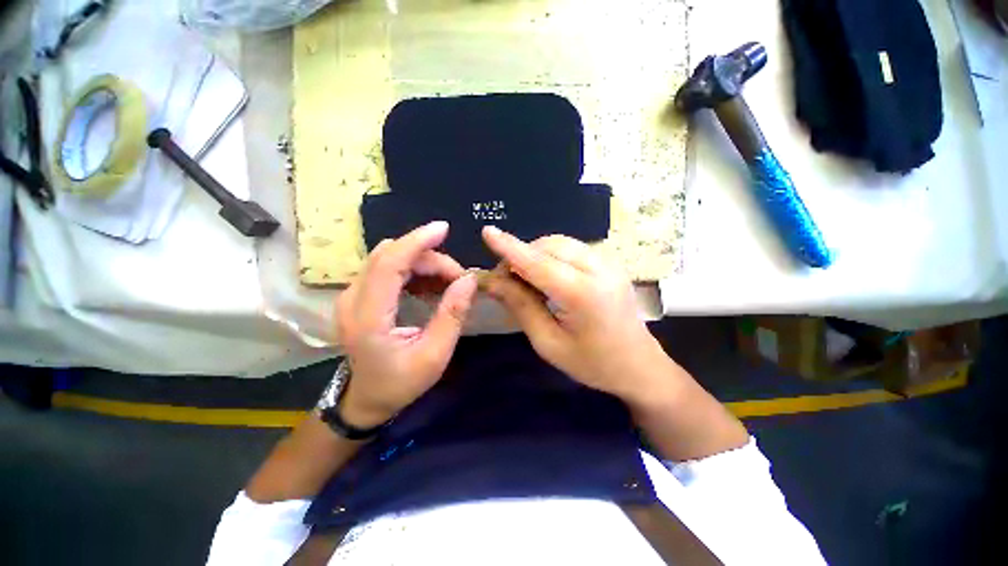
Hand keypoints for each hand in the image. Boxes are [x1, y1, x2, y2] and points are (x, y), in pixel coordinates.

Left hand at [336, 222, 477, 427]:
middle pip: (390, 256)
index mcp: (368, 318)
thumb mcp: (434, 356)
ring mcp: (351, 295)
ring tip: (448, 282)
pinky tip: (431, 285)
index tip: (443, 229)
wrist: (367, 399)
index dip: (416, 242)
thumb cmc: (400, 383)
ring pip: (388, 258)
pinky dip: (413, 270)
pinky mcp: (359, 295)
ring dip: (422, 262)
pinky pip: (387, 268)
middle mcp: (352, 299)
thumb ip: (452, 316)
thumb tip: (469, 280)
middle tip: (458, 278)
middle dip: (428, 257)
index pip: (388, 264)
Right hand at [481, 227, 680, 406]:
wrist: (639, 365)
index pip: (538, 264)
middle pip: (549, 246)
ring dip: (535, 254)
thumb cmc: (592, 363)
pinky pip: (572, 248)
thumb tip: (493, 282)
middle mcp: (599, 269)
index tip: (487, 232)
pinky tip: (546, 275)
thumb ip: (521, 306)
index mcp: (583, 295)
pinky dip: (551, 256)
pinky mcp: (610, 262)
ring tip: (524, 278)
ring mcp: (608, 262)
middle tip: (506, 279)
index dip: (510, 248)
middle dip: (521, 255)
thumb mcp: (549, 343)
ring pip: (560, 243)